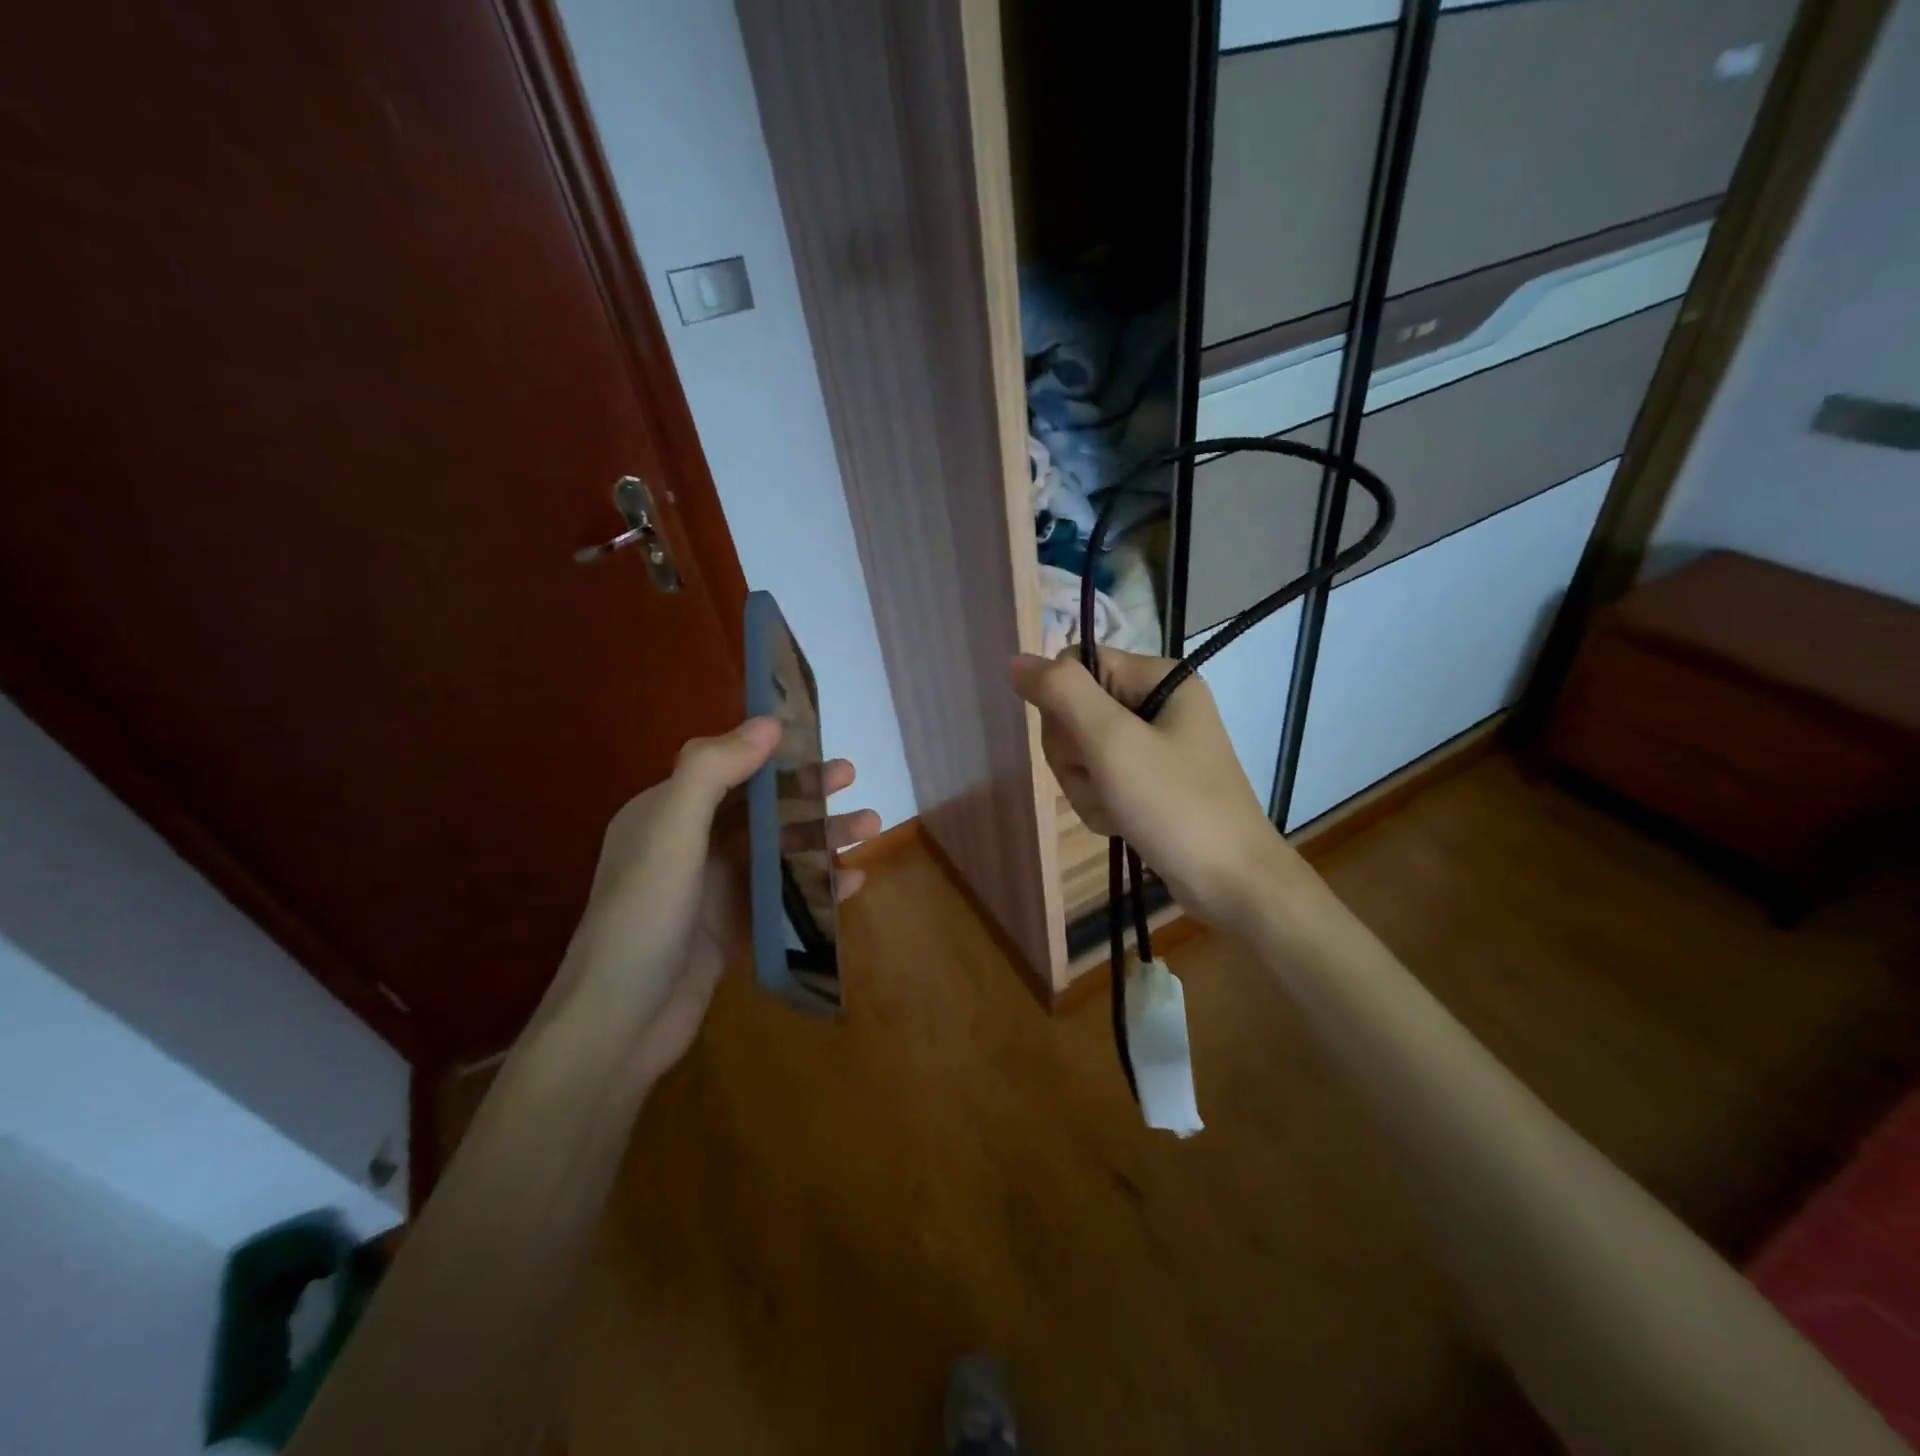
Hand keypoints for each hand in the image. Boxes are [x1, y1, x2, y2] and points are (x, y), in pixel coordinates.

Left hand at [546, 717, 879, 1082]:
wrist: (617, 1029)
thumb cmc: (643, 919)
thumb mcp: (671, 834)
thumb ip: (713, 771)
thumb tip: (768, 722)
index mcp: (665, 813)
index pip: (726, 768)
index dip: (773, 752)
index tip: (818, 741)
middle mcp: (687, 845)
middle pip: (758, 807)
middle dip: (806, 792)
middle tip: (854, 778)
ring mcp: (711, 890)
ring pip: (776, 851)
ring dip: (821, 837)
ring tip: (871, 829)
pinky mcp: (730, 930)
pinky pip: (780, 896)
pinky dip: (815, 886)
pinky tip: (852, 883)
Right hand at [1009, 648, 1306, 930]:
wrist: (1231, 883)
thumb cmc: (1175, 805)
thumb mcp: (1112, 742)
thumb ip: (1062, 693)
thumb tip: (1016, 660)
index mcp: (1157, 678)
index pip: (1076, 665)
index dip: (1063, 704)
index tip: (1084, 743)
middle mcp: (1156, 703)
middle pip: (1074, 710)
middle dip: (1076, 755)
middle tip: (1106, 781)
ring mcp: (1153, 745)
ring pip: (1080, 751)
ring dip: (1086, 786)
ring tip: (1117, 809)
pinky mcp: (1149, 780)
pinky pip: (1098, 779)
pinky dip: (1100, 804)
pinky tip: (1121, 823)